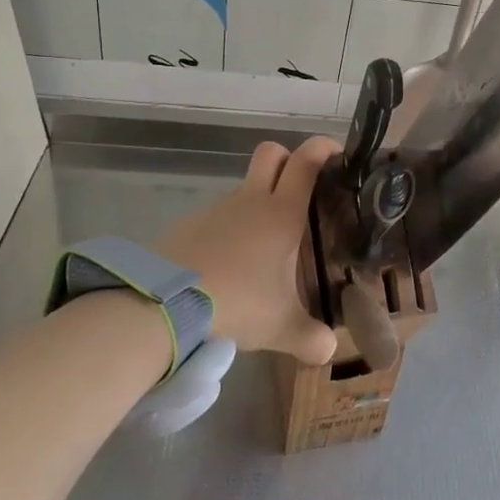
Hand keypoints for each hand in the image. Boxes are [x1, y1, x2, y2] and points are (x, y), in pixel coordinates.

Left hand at [154, 137, 338, 364]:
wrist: (163, 303)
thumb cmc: (236, 301)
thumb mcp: (280, 326)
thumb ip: (310, 338)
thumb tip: (330, 352)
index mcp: (281, 213)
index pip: (305, 161)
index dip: (322, 147)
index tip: (336, 153)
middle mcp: (251, 201)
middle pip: (270, 154)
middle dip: (288, 158)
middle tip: (301, 189)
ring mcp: (216, 210)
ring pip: (243, 190)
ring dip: (256, 205)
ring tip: (262, 252)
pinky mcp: (188, 225)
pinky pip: (217, 219)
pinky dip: (227, 232)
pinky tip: (226, 268)